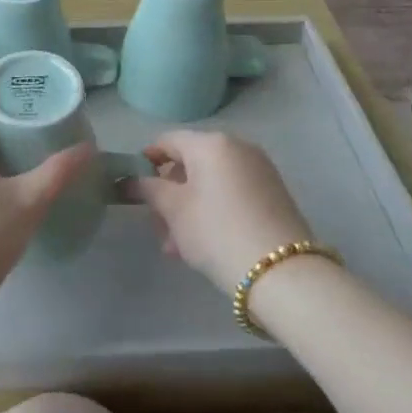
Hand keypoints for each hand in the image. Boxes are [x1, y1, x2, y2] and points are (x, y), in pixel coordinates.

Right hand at [127, 131, 314, 294]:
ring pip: (211, 183)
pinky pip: (232, 194)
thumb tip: (130, 180)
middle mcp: (238, 147)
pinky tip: (204, 244)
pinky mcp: (274, 194)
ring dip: (189, 208)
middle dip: (169, 193)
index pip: (168, 141)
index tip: (134, 188)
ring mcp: (260, 170)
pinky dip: (213, 211)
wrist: (281, 271)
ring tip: (177, 247)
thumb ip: (149, 189)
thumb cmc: (216, 231)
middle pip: (191, 163)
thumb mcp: (174, 210)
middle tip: (158, 227)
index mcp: (211, 143)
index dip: (146, 161)